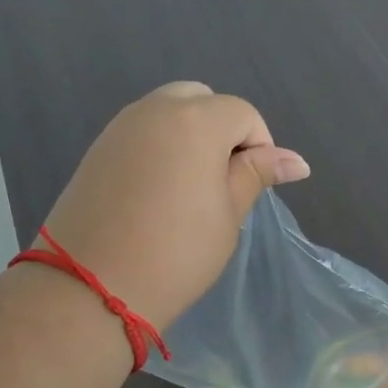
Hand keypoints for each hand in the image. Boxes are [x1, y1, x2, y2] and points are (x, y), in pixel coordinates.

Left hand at [39, 82, 309, 329]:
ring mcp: (120, 127)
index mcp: (195, 120)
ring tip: (191, 189)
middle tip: (223, 181)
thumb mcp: (228, 214)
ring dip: (190, 136)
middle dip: (222, 130)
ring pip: (168, 112)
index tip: (253, 187)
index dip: (260, 146)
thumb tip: (296, 161)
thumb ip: (257, 174)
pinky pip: (141, 132)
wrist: (91, 288)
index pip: (243, 114)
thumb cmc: (176, 253)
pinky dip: (160, 147)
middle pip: (202, 100)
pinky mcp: (97, 149)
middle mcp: (154, 109)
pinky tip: (158, 192)